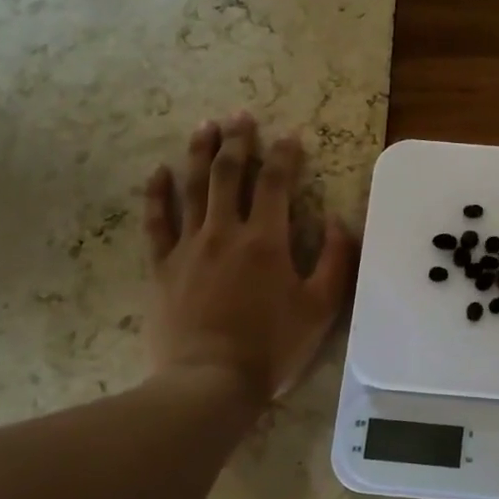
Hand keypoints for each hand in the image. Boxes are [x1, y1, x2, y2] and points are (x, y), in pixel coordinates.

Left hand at [142, 112, 356, 404]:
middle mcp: (225, 232)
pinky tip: (158, 172)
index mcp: (266, 240)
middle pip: (228, 173)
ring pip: (191, 188)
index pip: (275, 182)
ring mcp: (188, 247)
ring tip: (205, 126)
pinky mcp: (162, 267)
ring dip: (199, 153)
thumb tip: (342, 222)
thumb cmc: (271, 346)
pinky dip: (157, 194)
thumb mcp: (321, 308)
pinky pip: (156, 223)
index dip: (284, 154)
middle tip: (241, 115)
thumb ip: (337, 261)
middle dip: (238, 140)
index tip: (291, 135)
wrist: (208, 383)